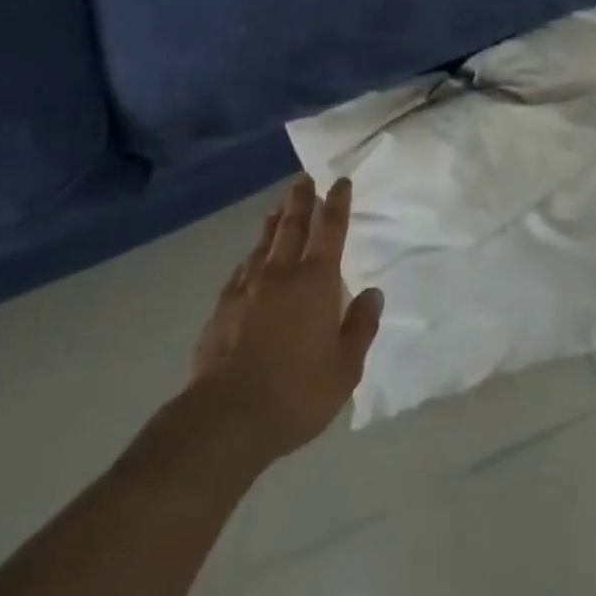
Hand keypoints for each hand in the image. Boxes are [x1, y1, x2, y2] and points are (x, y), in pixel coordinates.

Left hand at [188, 177, 383, 460]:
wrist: (226, 417)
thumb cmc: (296, 393)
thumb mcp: (345, 369)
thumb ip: (361, 327)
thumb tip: (373, 293)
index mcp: (316, 282)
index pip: (331, 230)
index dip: (337, 203)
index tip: (340, 182)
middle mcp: (282, 273)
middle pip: (293, 225)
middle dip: (301, 199)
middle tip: (304, 178)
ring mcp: (248, 287)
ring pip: (264, 242)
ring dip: (275, 221)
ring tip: (279, 207)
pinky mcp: (223, 307)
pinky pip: (242, 269)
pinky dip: (251, 256)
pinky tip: (250, 258)